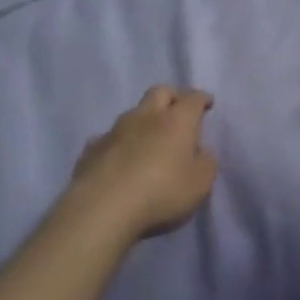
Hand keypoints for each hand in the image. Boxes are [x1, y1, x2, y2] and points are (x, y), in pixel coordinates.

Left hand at [68, 86, 218, 241]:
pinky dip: (118, 143)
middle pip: (160, 92)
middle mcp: (146, 116)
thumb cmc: (161, 193)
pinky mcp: (91, 149)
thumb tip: (200, 151)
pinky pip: (109, 138)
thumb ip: (205, 162)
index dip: (202, 98)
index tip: (207, 103)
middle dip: (172, 96)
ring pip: (132, 113)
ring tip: (148, 139)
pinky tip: (119, 159)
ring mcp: (115, 130)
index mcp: (176, 120)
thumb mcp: (200, 183)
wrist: (102, 208)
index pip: (193, 98)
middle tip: (178, 111)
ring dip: (143, 120)